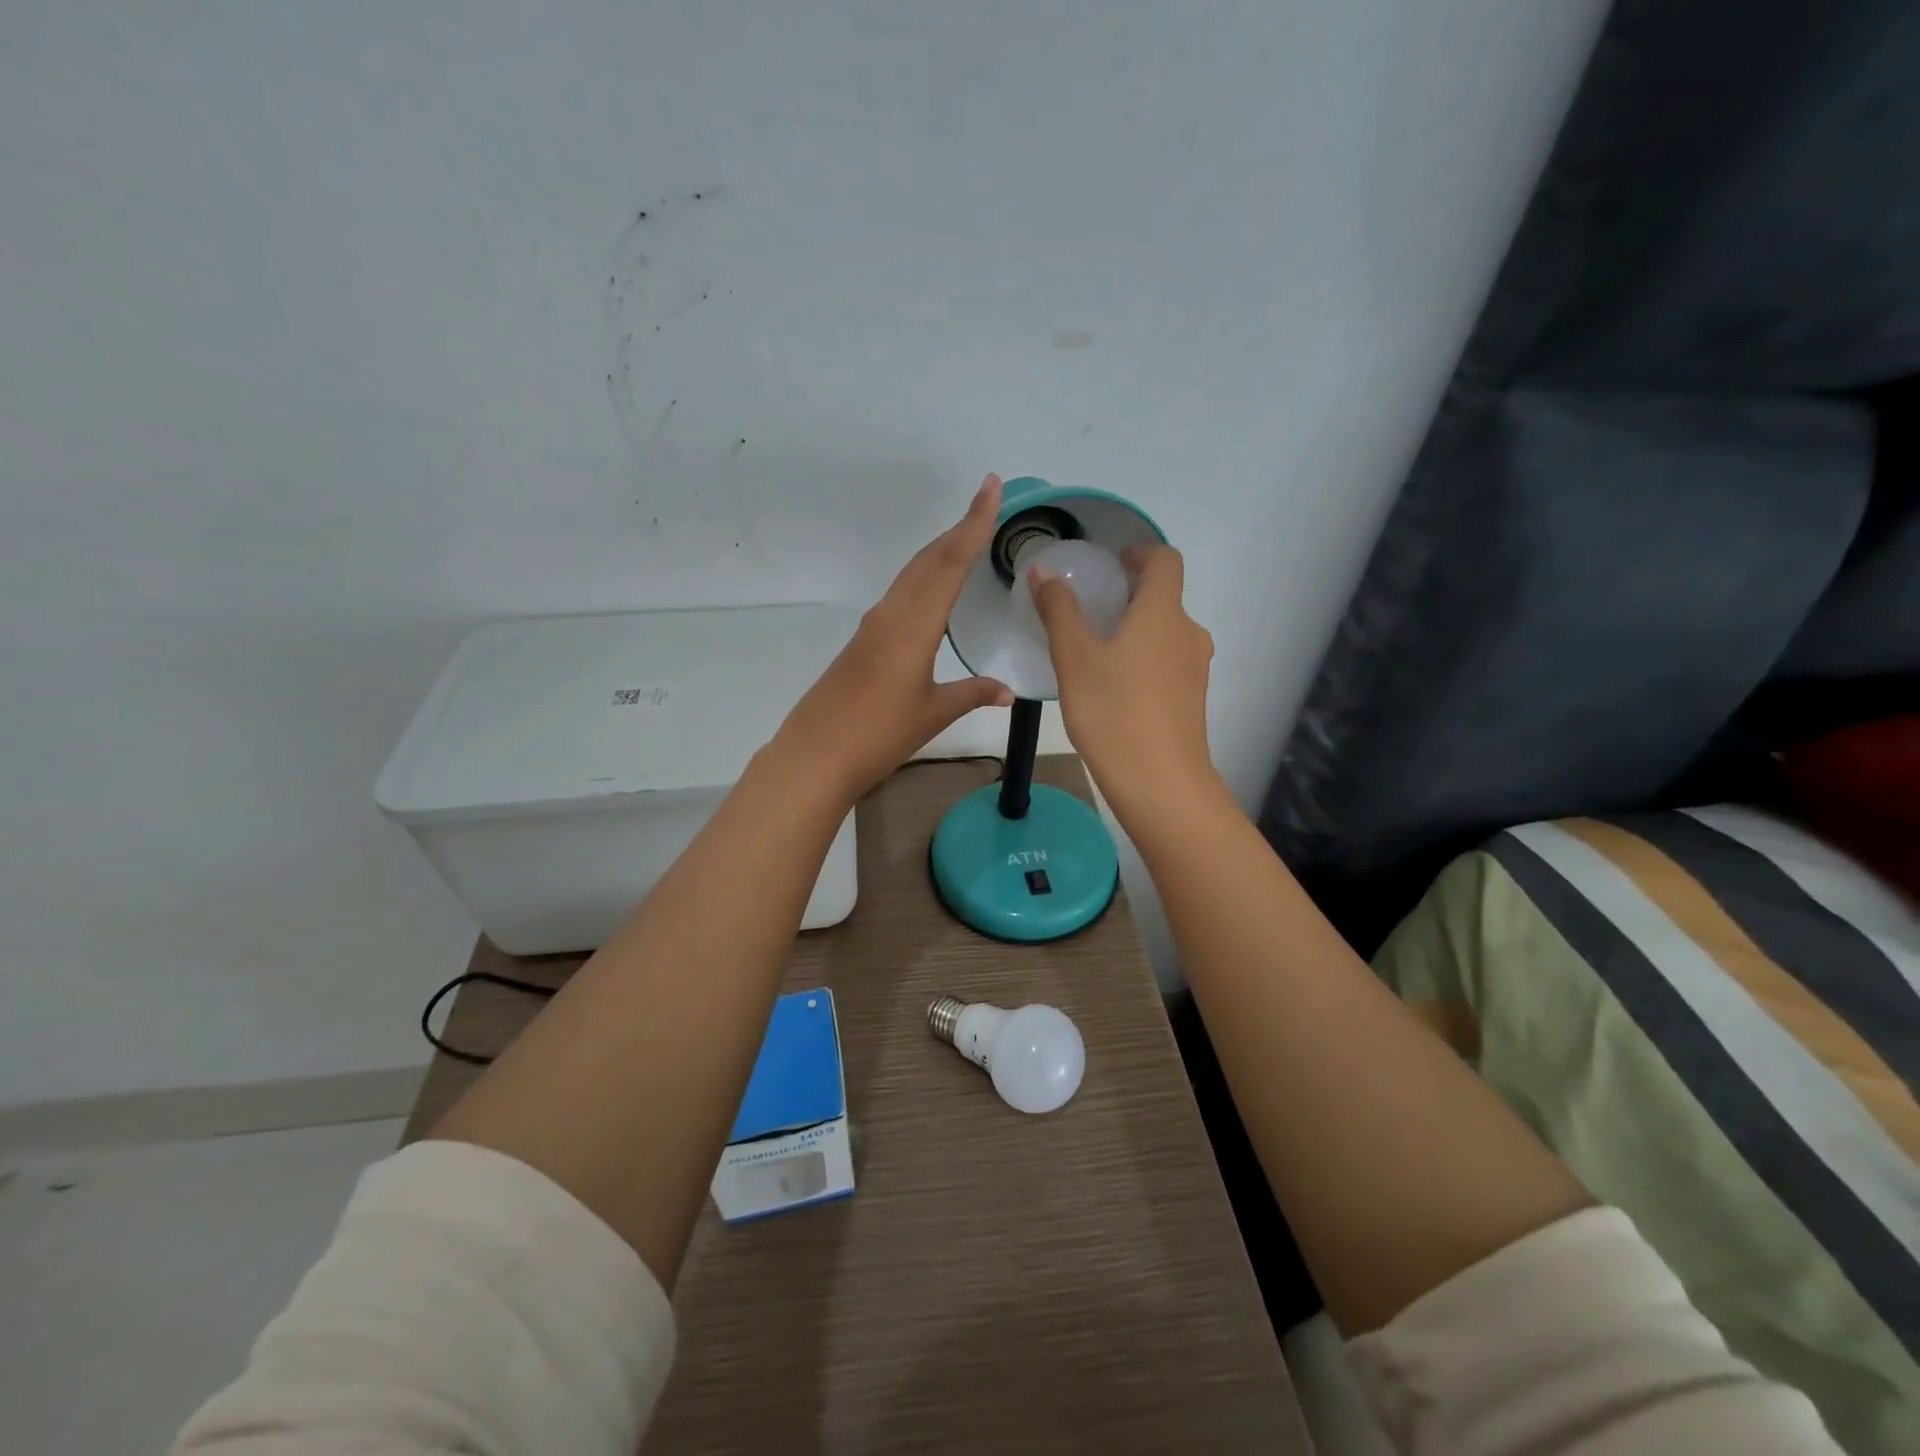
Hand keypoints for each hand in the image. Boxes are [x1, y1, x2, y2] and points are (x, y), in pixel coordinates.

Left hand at [773, 475, 1014, 800]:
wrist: (816, 755)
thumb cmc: (879, 734)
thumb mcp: (933, 714)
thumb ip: (972, 694)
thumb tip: (1009, 692)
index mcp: (913, 625)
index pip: (949, 563)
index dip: (973, 523)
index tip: (990, 486)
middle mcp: (891, 614)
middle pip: (928, 560)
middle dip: (958, 530)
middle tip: (987, 505)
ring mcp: (872, 626)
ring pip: (911, 575)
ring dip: (939, 552)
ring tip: (966, 540)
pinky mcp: (862, 641)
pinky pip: (900, 596)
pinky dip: (923, 579)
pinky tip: (933, 592)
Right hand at [1029, 544, 1219, 820]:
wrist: (1160, 782)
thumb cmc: (1113, 711)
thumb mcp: (1074, 658)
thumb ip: (1058, 610)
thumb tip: (1042, 569)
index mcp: (1163, 612)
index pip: (1165, 560)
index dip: (1140, 553)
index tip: (1111, 565)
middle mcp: (1188, 632)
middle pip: (1166, 597)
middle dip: (1131, 594)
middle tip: (1092, 608)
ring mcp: (1195, 668)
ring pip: (1167, 632)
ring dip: (1138, 628)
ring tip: (1098, 649)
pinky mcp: (1193, 699)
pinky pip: (1169, 662)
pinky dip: (1146, 658)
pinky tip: (1115, 686)